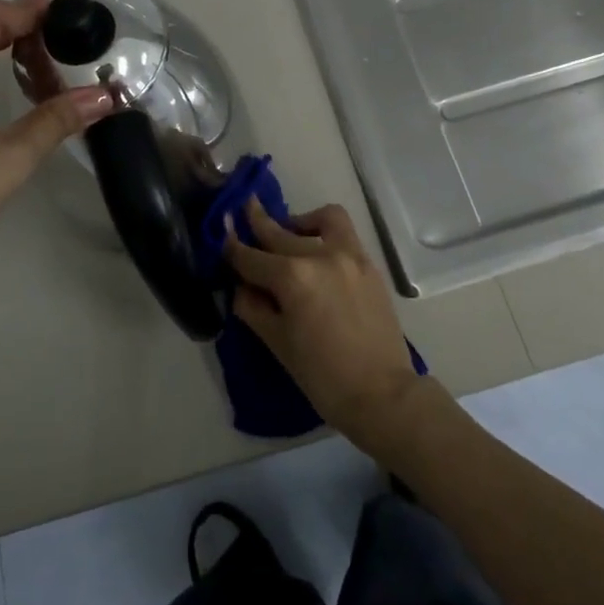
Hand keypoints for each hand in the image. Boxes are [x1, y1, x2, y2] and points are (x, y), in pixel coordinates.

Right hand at [224, 198, 426, 449]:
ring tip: (288, 231)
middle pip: (280, 232)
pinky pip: (344, 233)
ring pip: (320, 219)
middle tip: (243, 210)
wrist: (382, 394)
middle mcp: (320, 255)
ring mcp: (349, 256)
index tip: (221, 238)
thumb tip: (242, 287)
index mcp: (292, 277)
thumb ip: (254, 307)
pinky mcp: (368, 264)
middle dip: (257, 222)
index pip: (251, 257)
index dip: (232, 249)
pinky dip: (326, 232)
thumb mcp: (277, 343)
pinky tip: (316, 249)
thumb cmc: (322, 377)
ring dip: (298, 221)